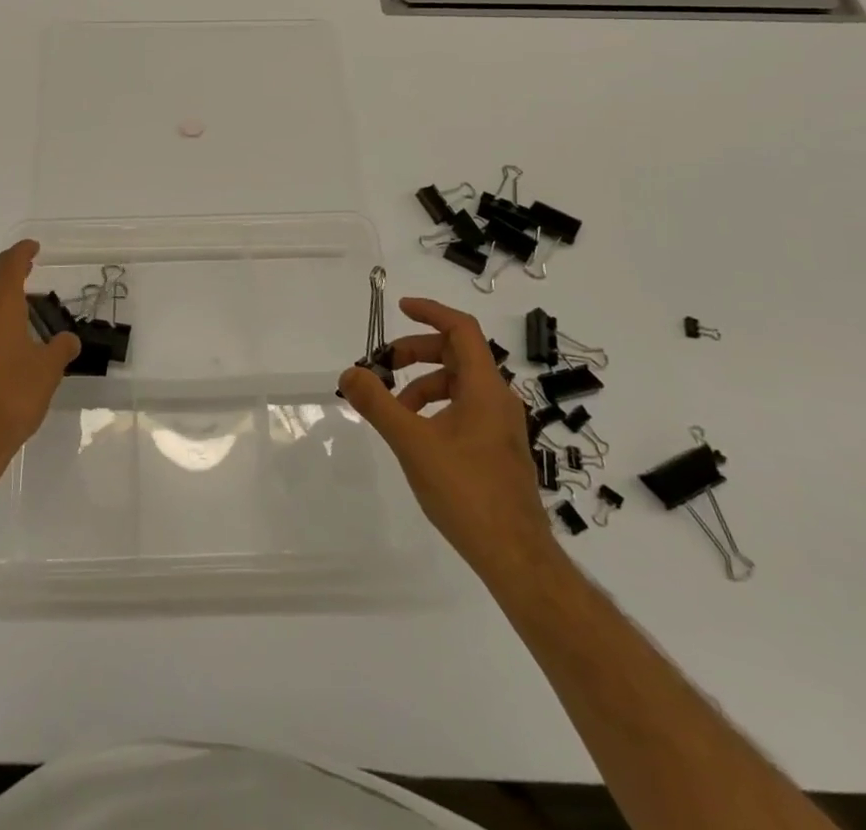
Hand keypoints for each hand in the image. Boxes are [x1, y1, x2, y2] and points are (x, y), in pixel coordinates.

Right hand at [338, 297, 555, 572]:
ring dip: (423, 384)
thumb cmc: (466, 491)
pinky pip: (464, 409)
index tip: (400, 308)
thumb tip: (350, 373)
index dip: (431, 312)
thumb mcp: (412, 442)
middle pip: (457, 354)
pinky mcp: (498, 449)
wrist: (515, 556)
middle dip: (416, 353)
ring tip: (393, 408)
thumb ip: (378, 404)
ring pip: (459, 384)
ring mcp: (501, 426)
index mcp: (485, 388)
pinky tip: (416, 434)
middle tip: (383, 366)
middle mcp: (498, 399)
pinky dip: (436, 407)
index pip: (461, 329)